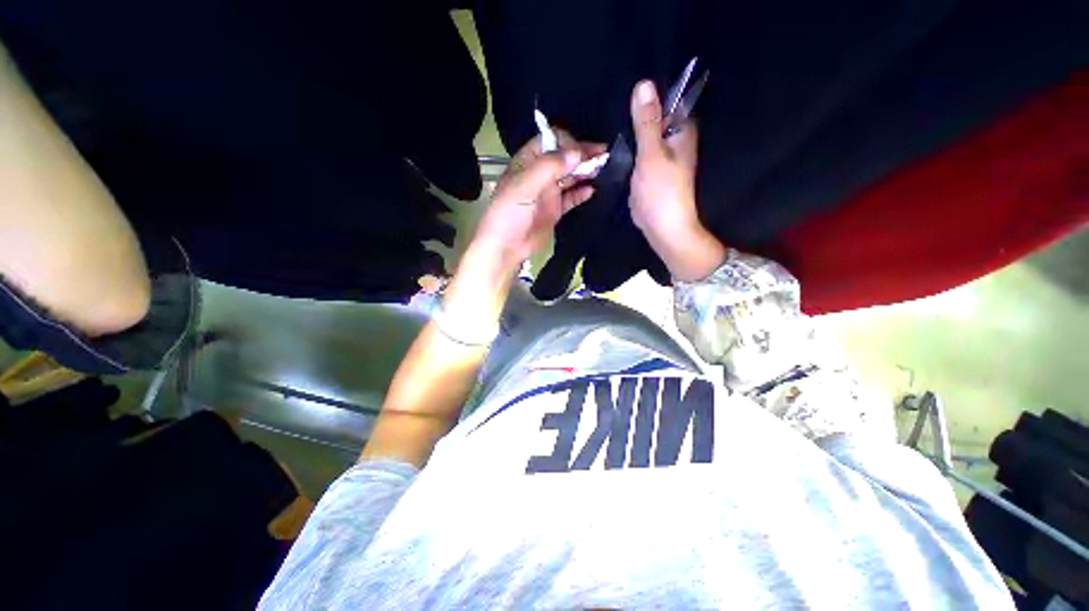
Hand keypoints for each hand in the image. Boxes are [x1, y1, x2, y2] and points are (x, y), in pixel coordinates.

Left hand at [471, 130, 604, 271]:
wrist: (506, 247)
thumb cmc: (509, 214)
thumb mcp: (524, 186)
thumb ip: (549, 167)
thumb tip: (578, 152)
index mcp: (528, 162)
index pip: (550, 141)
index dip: (568, 142)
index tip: (582, 152)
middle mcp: (539, 174)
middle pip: (564, 157)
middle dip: (582, 154)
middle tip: (604, 155)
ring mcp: (548, 193)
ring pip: (570, 176)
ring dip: (585, 171)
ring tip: (604, 169)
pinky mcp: (555, 210)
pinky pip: (571, 198)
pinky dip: (581, 193)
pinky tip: (592, 190)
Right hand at [628, 80, 725, 280]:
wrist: (661, 227)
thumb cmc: (661, 192)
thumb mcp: (651, 154)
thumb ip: (646, 122)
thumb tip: (643, 84)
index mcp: (681, 131)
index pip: (667, 99)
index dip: (647, 93)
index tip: (624, 86)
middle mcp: (672, 140)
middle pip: (651, 116)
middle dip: (633, 112)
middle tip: (608, 103)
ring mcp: (658, 155)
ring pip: (642, 134)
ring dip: (627, 130)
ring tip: (605, 120)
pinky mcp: (647, 170)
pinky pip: (636, 151)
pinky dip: (626, 147)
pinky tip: (612, 143)